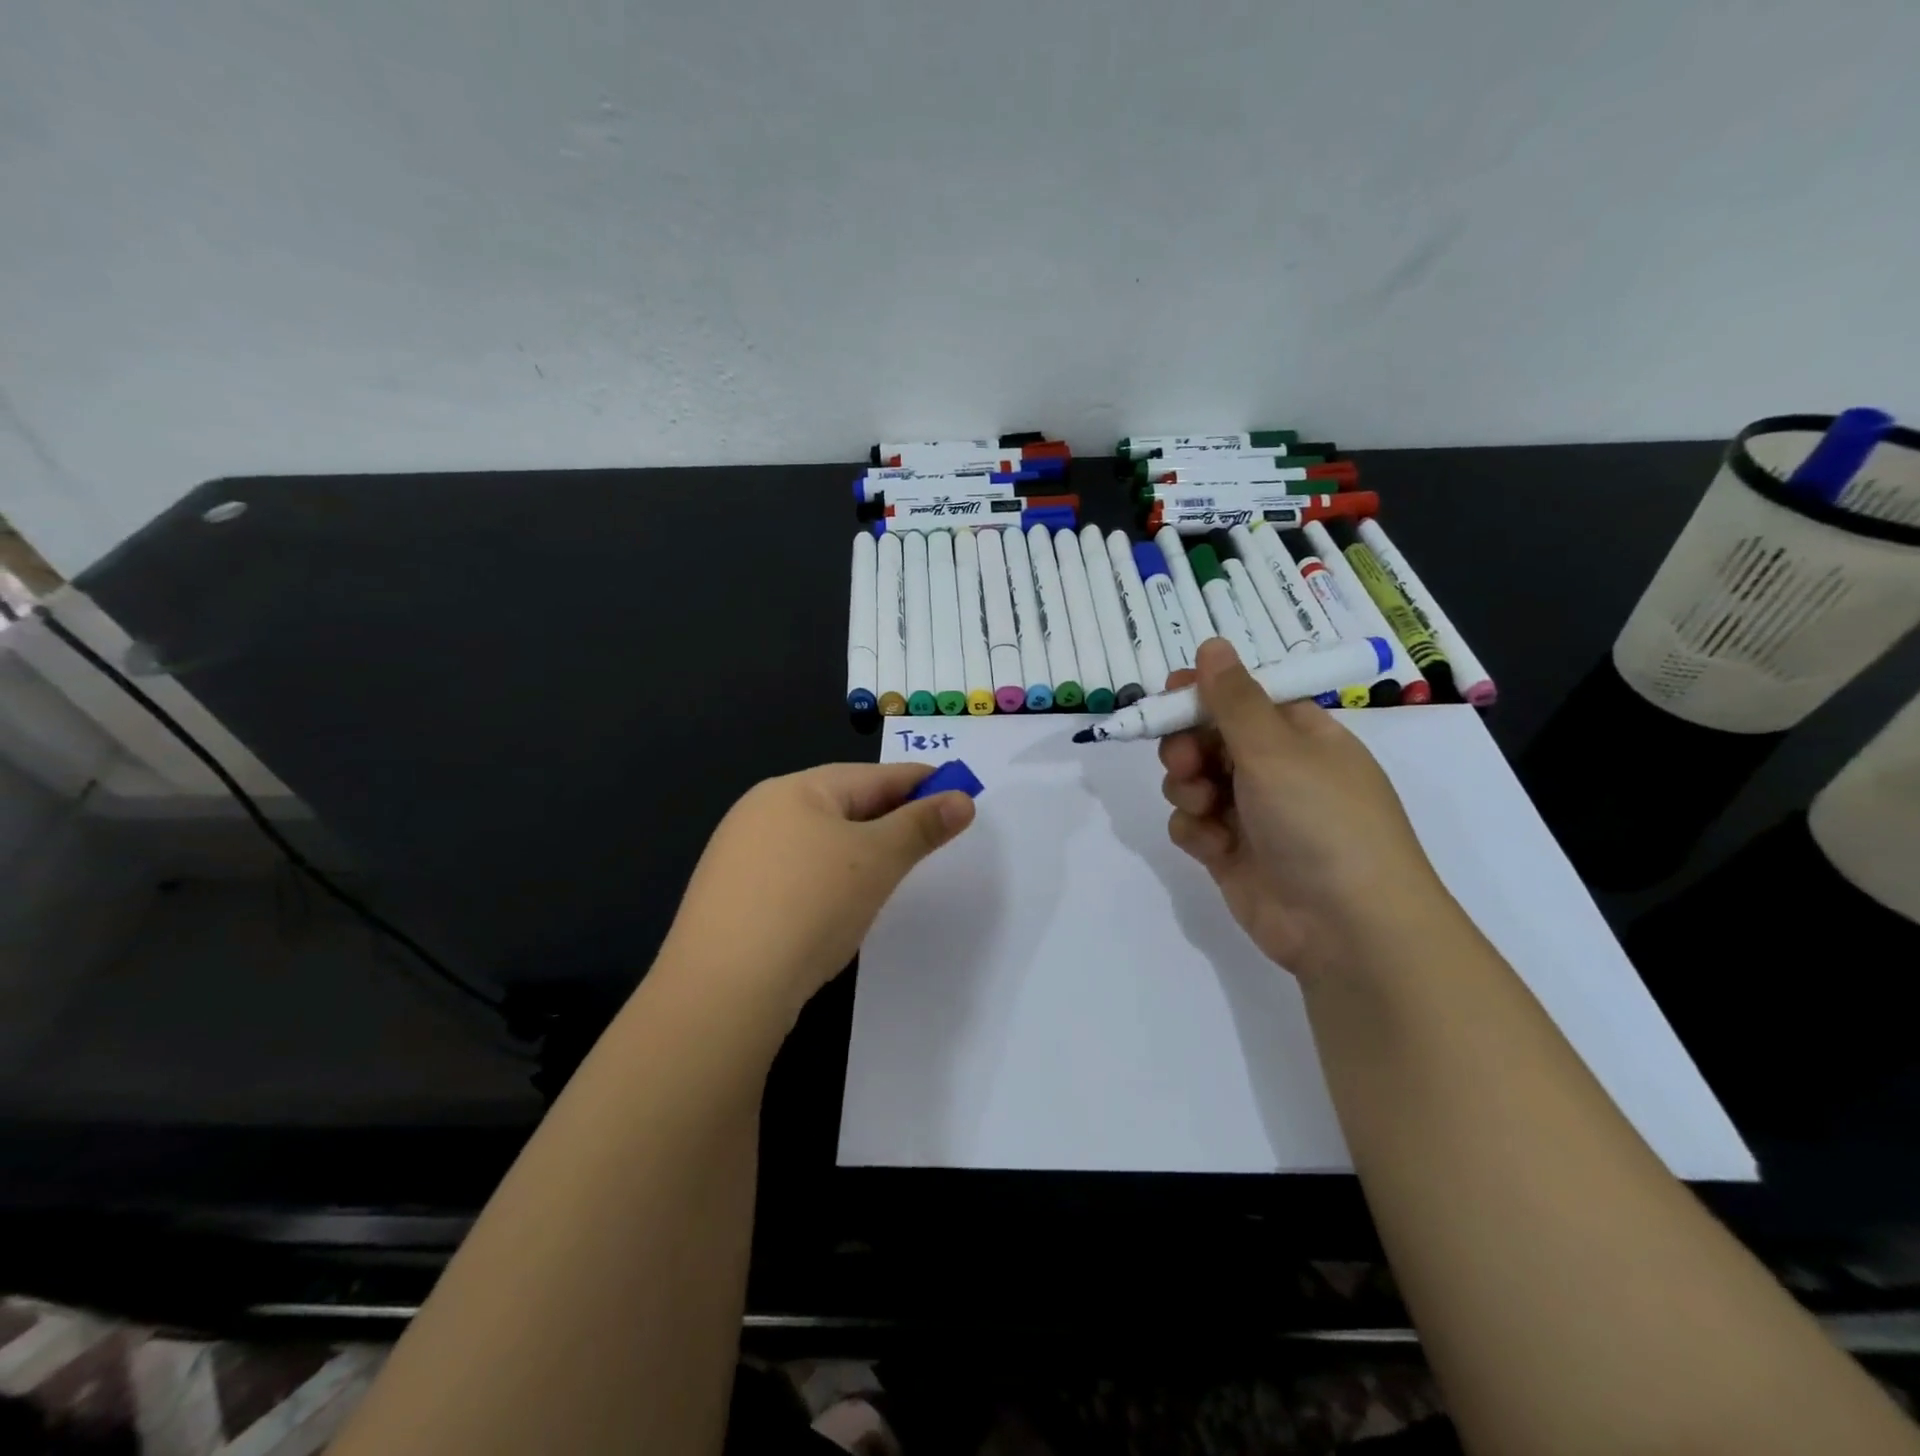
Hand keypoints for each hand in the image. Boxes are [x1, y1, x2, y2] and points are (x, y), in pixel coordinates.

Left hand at [657, 763, 974, 1023]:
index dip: (919, 782)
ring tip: (891, 867)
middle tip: (931, 832)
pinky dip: (827, 877)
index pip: (872, 776)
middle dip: (890, 816)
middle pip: (842, 804)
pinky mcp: (731, 897)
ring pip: (817, 840)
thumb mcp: (878, 860)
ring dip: (858, 848)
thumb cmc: (810, 905)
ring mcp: (739, 855)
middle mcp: (760, 811)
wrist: (723, 990)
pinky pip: (794, 872)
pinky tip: (838, 901)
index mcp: (794, 790)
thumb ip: (921, 826)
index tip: (958, 791)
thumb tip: (962, 799)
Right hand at [1160, 639, 1454, 980]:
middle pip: (1209, 738)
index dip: (1204, 694)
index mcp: (1299, 735)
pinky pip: (1194, 825)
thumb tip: (1212, 644)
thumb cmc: (1320, 819)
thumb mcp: (1276, 749)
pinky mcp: (1232, 853)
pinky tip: (1212, 845)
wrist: (1347, 926)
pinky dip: (1195, 831)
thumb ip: (1233, 699)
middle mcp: (1275, 770)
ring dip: (1187, 789)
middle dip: (1186, 746)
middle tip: (1183, 761)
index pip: (1242, 698)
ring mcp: (1252, 813)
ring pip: (1194, 782)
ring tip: (1204, 808)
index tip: (1169, 695)